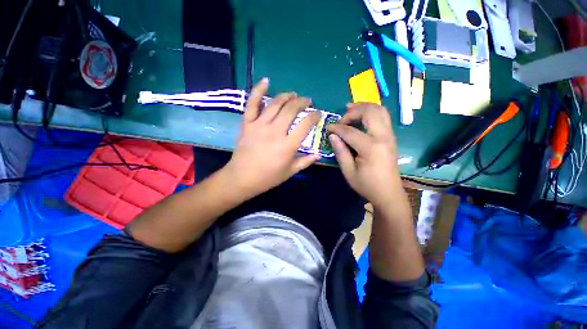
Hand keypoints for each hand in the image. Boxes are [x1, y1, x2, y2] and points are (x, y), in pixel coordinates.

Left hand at [223, 78, 320, 197]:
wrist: (242, 178)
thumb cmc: (268, 177)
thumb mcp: (290, 172)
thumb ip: (305, 161)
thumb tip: (319, 154)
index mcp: (287, 145)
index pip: (305, 125)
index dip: (314, 116)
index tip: (317, 114)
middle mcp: (275, 132)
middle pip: (291, 110)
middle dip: (302, 102)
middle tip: (307, 101)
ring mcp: (259, 126)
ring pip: (275, 104)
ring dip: (286, 96)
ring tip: (293, 94)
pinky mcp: (247, 124)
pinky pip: (252, 104)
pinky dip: (258, 90)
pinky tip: (266, 81)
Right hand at [327, 103, 401, 206]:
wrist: (389, 193)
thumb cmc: (367, 185)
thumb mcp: (349, 171)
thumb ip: (340, 152)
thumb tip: (333, 135)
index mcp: (371, 148)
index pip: (350, 131)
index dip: (336, 128)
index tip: (327, 128)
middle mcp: (383, 137)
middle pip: (369, 112)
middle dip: (353, 111)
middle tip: (341, 119)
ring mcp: (390, 136)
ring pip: (380, 110)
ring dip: (364, 107)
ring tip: (350, 109)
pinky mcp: (391, 137)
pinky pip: (383, 117)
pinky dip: (372, 112)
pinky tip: (362, 116)